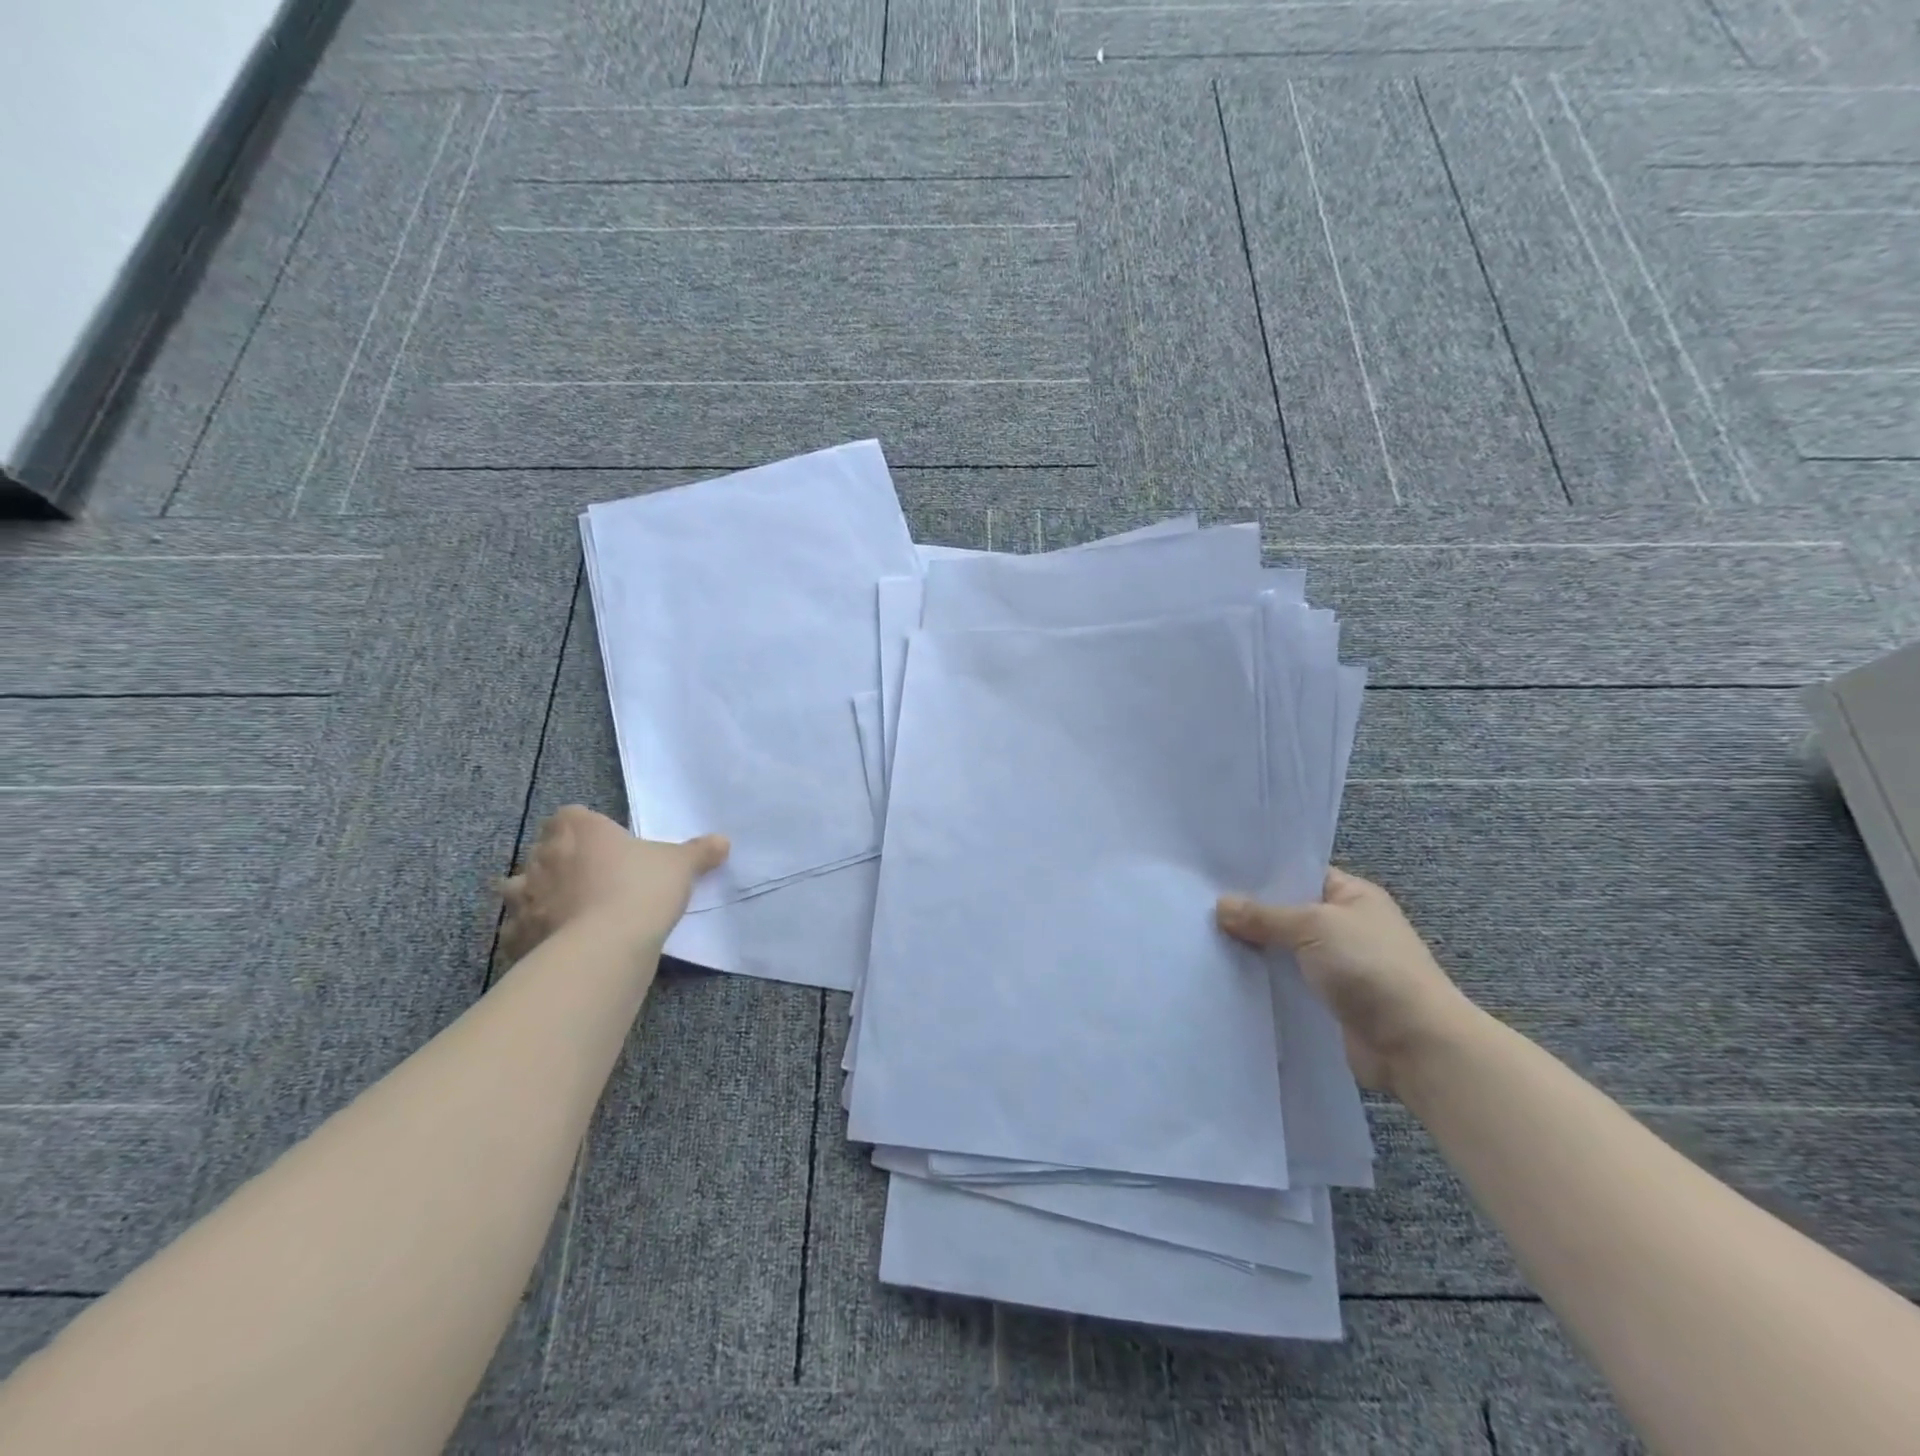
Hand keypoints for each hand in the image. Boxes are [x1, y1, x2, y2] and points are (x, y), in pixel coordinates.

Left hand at [498, 806, 727, 966]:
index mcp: (578, 827)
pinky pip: (518, 931)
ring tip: (566, 912)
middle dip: (561, 863)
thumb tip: (723, 841)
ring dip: (536, 897)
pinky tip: (554, 944)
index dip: (586, 829)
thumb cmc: (641, 888)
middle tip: (593, 881)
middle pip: (544, 850)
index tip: (607, 846)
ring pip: (520, 889)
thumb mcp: (681, 865)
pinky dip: (530, 935)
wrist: (605, 946)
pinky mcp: (515, 936)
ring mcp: (523, 897)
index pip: (571, 815)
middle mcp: (541, 856)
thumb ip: (699, 851)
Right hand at [1216, 868, 1473, 1093]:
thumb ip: (1264, 915)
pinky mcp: (1328, 1001)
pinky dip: (1264, 980)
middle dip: (1250, 913)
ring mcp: (1338, 966)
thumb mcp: (1313, 927)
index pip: (1300, 874)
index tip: (1216, 874)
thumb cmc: (1370, 967)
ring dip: (1255, 950)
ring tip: (1203, 939)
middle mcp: (1346, 926)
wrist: (1414, 1044)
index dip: (1262, 874)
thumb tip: (1220, 905)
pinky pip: (1288, 982)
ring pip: (1284, 950)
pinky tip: (1228, 975)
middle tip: (1199, 906)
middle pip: (1288, 913)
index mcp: (1353, 895)